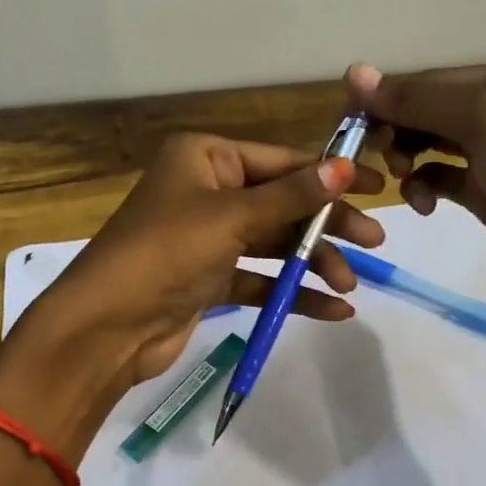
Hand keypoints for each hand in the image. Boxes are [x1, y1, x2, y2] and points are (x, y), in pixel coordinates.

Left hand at [17, 132, 385, 392]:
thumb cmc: (166, 253)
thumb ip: (290, 196)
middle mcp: (207, 191)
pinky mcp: (208, 279)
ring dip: (311, 263)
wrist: (107, 327)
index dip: (330, 174)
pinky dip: (291, 292)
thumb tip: (344, 168)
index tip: (378, 187)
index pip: (281, 161)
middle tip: (374, 243)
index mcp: (205, 158)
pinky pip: (260, 279)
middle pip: (282, 203)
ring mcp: (207, 238)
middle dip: (326, 225)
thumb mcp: (231, 217)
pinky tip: (332, 309)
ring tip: (350, 285)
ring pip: (273, 243)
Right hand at [346, 60, 485, 313]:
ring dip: (411, 158)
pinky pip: (443, 179)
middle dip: (402, 129)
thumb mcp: (485, 121)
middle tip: (375, 152)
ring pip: (434, 146)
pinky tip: (422, 204)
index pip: (439, 79)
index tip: (349, 119)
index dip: (393, 96)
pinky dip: (426, 187)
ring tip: (402, 177)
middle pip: (434, 111)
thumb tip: (355, 73)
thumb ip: (419, 99)